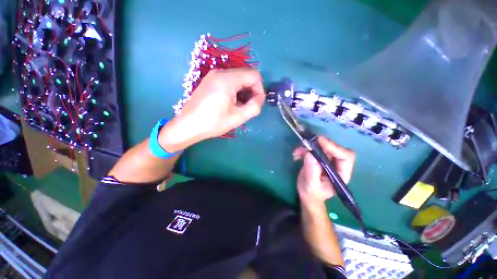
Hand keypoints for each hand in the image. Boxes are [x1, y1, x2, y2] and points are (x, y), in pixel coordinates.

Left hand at [177, 68, 264, 140]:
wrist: (188, 126)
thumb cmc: (213, 123)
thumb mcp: (238, 118)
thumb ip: (254, 107)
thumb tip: (260, 98)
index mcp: (227, 79)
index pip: (254, 75)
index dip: (260, 89)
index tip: (257, 103)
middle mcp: (220, 72)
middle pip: (245, 75)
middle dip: (252, 90)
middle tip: (249, 107)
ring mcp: (213, 76)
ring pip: (237, 78)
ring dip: (244, 91)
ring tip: (240, 107)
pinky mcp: (209, 81)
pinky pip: (228, 81)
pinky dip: (235, 91)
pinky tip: (232, 103)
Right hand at [293, 137, 355, 203]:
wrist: (307, 194)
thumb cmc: (311, 193)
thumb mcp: (311, 184)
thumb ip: (312, 170)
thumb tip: (310, 154)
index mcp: (341, 173)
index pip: (345, 156)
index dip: (334, 147)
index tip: (319, 141)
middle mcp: (337, 165)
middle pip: (334, 148)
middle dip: (320, 144)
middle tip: (306, 143)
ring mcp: (328, 160)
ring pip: (323, 146)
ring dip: (309, 146)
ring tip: (297, 152)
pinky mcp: (319, 157)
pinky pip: (313, 148)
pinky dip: (304, 149)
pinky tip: (296, 155)